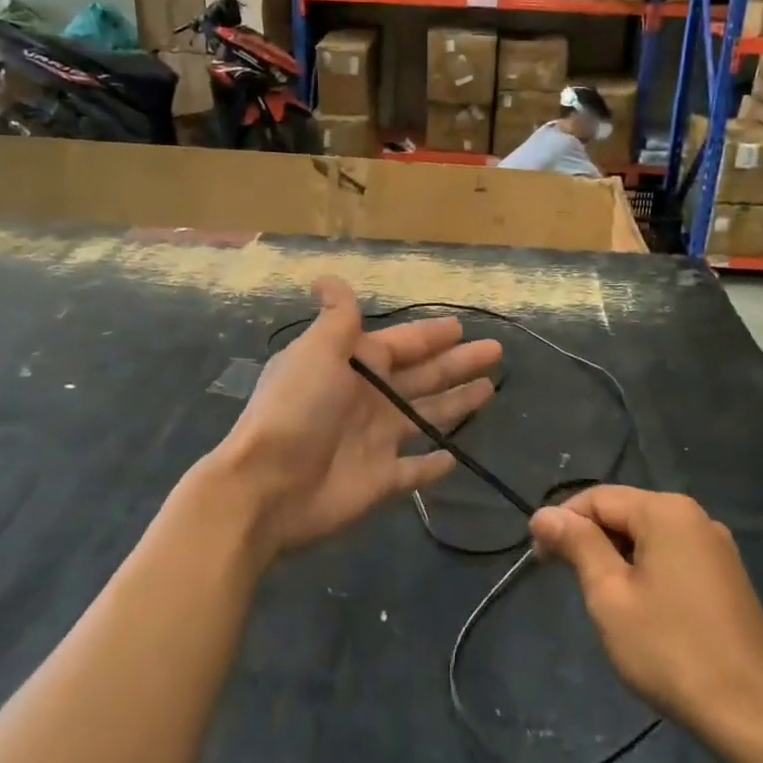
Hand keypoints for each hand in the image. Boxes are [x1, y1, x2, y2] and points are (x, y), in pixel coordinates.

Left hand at [215, 278, 500, 558]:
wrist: (268, 485)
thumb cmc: (297, 409)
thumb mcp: (317, 350)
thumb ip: (336, 317)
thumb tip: (325, 277)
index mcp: (354, 365)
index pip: (402, 344)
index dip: (431, 336)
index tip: (462, 327)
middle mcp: (367, 399)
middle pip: (422, 376)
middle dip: (457, 364)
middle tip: (494, 352)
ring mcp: (376, 441)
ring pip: (425, 417)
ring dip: (454, 404)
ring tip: (489, 391)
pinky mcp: (381, 480)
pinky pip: (414, 470)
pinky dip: (434, 465)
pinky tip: (456, 456)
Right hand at [530, 486, 762, 743]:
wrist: (753, 715)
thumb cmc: (670, 650)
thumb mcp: (610, 595)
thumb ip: (577, 545)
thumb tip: (544, 514)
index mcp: (666, 511)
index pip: (597, 498)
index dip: (562, 523)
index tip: (540, 560)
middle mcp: (695, 516)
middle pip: (624, 512)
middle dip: (590, 541)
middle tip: (567, 583)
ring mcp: (716, 546)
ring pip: (648, 536)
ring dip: (617, 558)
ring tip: (602, 600)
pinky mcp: (727, 576)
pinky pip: (673, 556)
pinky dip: (646, 571)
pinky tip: (641, 609)